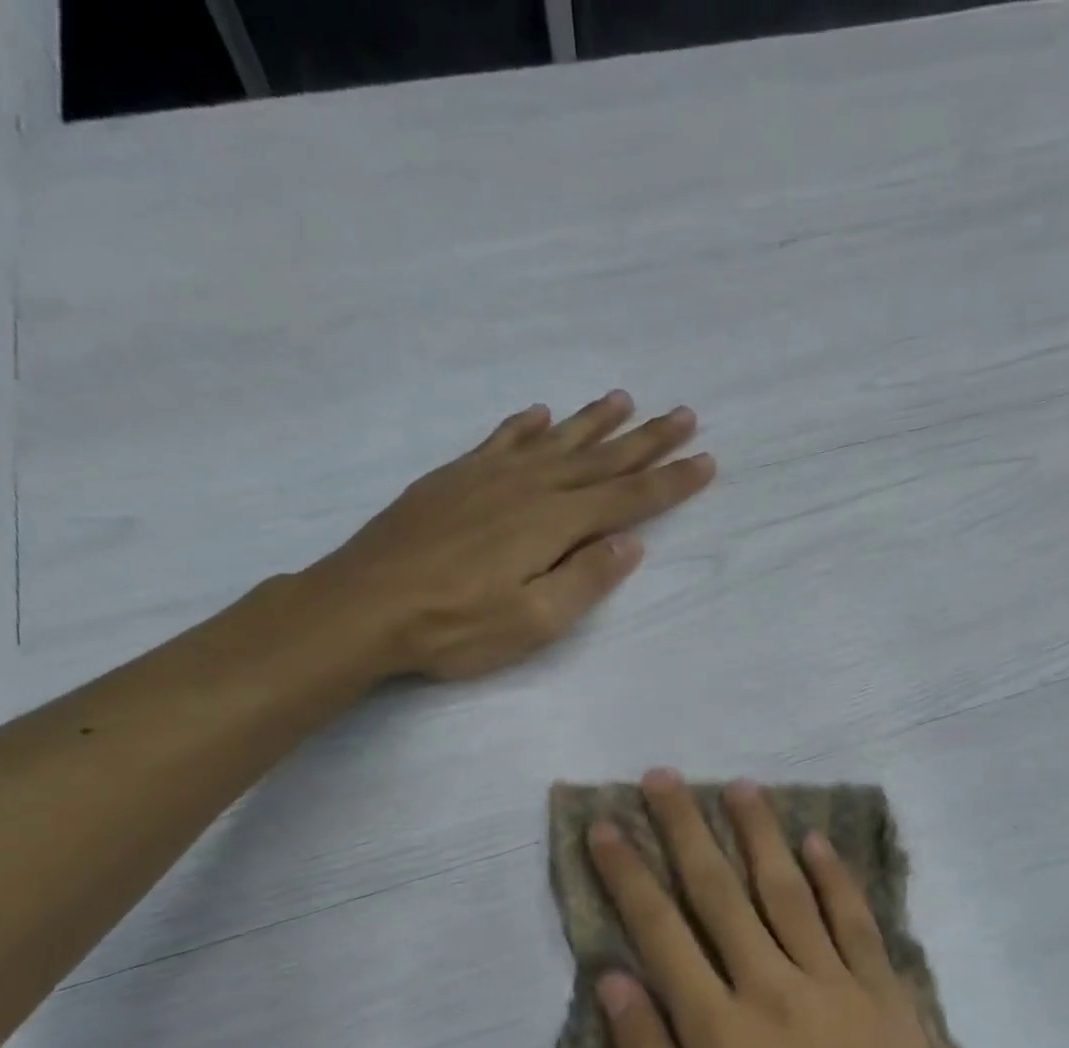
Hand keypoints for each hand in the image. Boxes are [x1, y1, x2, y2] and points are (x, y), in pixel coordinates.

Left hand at [300, 392, 712, 679]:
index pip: (628, 498)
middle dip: (647, 440)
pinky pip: (502, 440)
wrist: (362, 606)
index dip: (670, 481)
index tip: (705, 460)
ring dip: (595, 422)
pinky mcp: (454, 478)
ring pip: (556, 441)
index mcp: (554, 523)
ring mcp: (487, 477)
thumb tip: (630, 542)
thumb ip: (586, 578)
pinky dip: (527, 425)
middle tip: (684, 415)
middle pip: (601, 459)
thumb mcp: (534, 621)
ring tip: (625, 400)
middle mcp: (528, 487)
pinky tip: (540, 414)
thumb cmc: (455, 626)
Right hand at [587, 770, 989, 1047]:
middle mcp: (775, 989)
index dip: (629, 873)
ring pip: (788, 891)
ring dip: (760, 834)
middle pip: (720, 892)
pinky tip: (816, 842)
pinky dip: (835, 877)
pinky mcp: (885, 996)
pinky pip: (855, 922)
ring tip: (738, 786)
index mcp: (720, 1032)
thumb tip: (613, 980)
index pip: (660, 931)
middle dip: (686, 830)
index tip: (607, 826)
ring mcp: (837, 987)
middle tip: (664, 778)